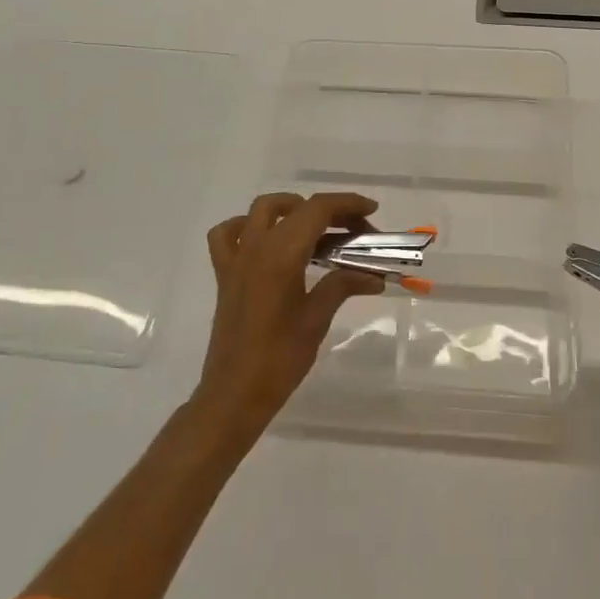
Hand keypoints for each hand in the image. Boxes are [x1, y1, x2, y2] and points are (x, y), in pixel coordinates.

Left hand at [192, 192, 386, 443]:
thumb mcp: (317, 319)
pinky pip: (228, 234)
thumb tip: (374, 276)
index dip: (348, 203)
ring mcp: (237, 258)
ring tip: (316, 229)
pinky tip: (266, 241)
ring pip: (262, 210)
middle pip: (297, 208)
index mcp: (282, 254)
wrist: (234, 395)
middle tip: (356, 232)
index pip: (318, 209)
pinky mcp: (225, 274)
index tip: (372, 211)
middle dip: (330, 211)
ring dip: (291, 209)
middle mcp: (257, 246)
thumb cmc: (279, 359)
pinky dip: (248, 227)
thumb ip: (343, 285)